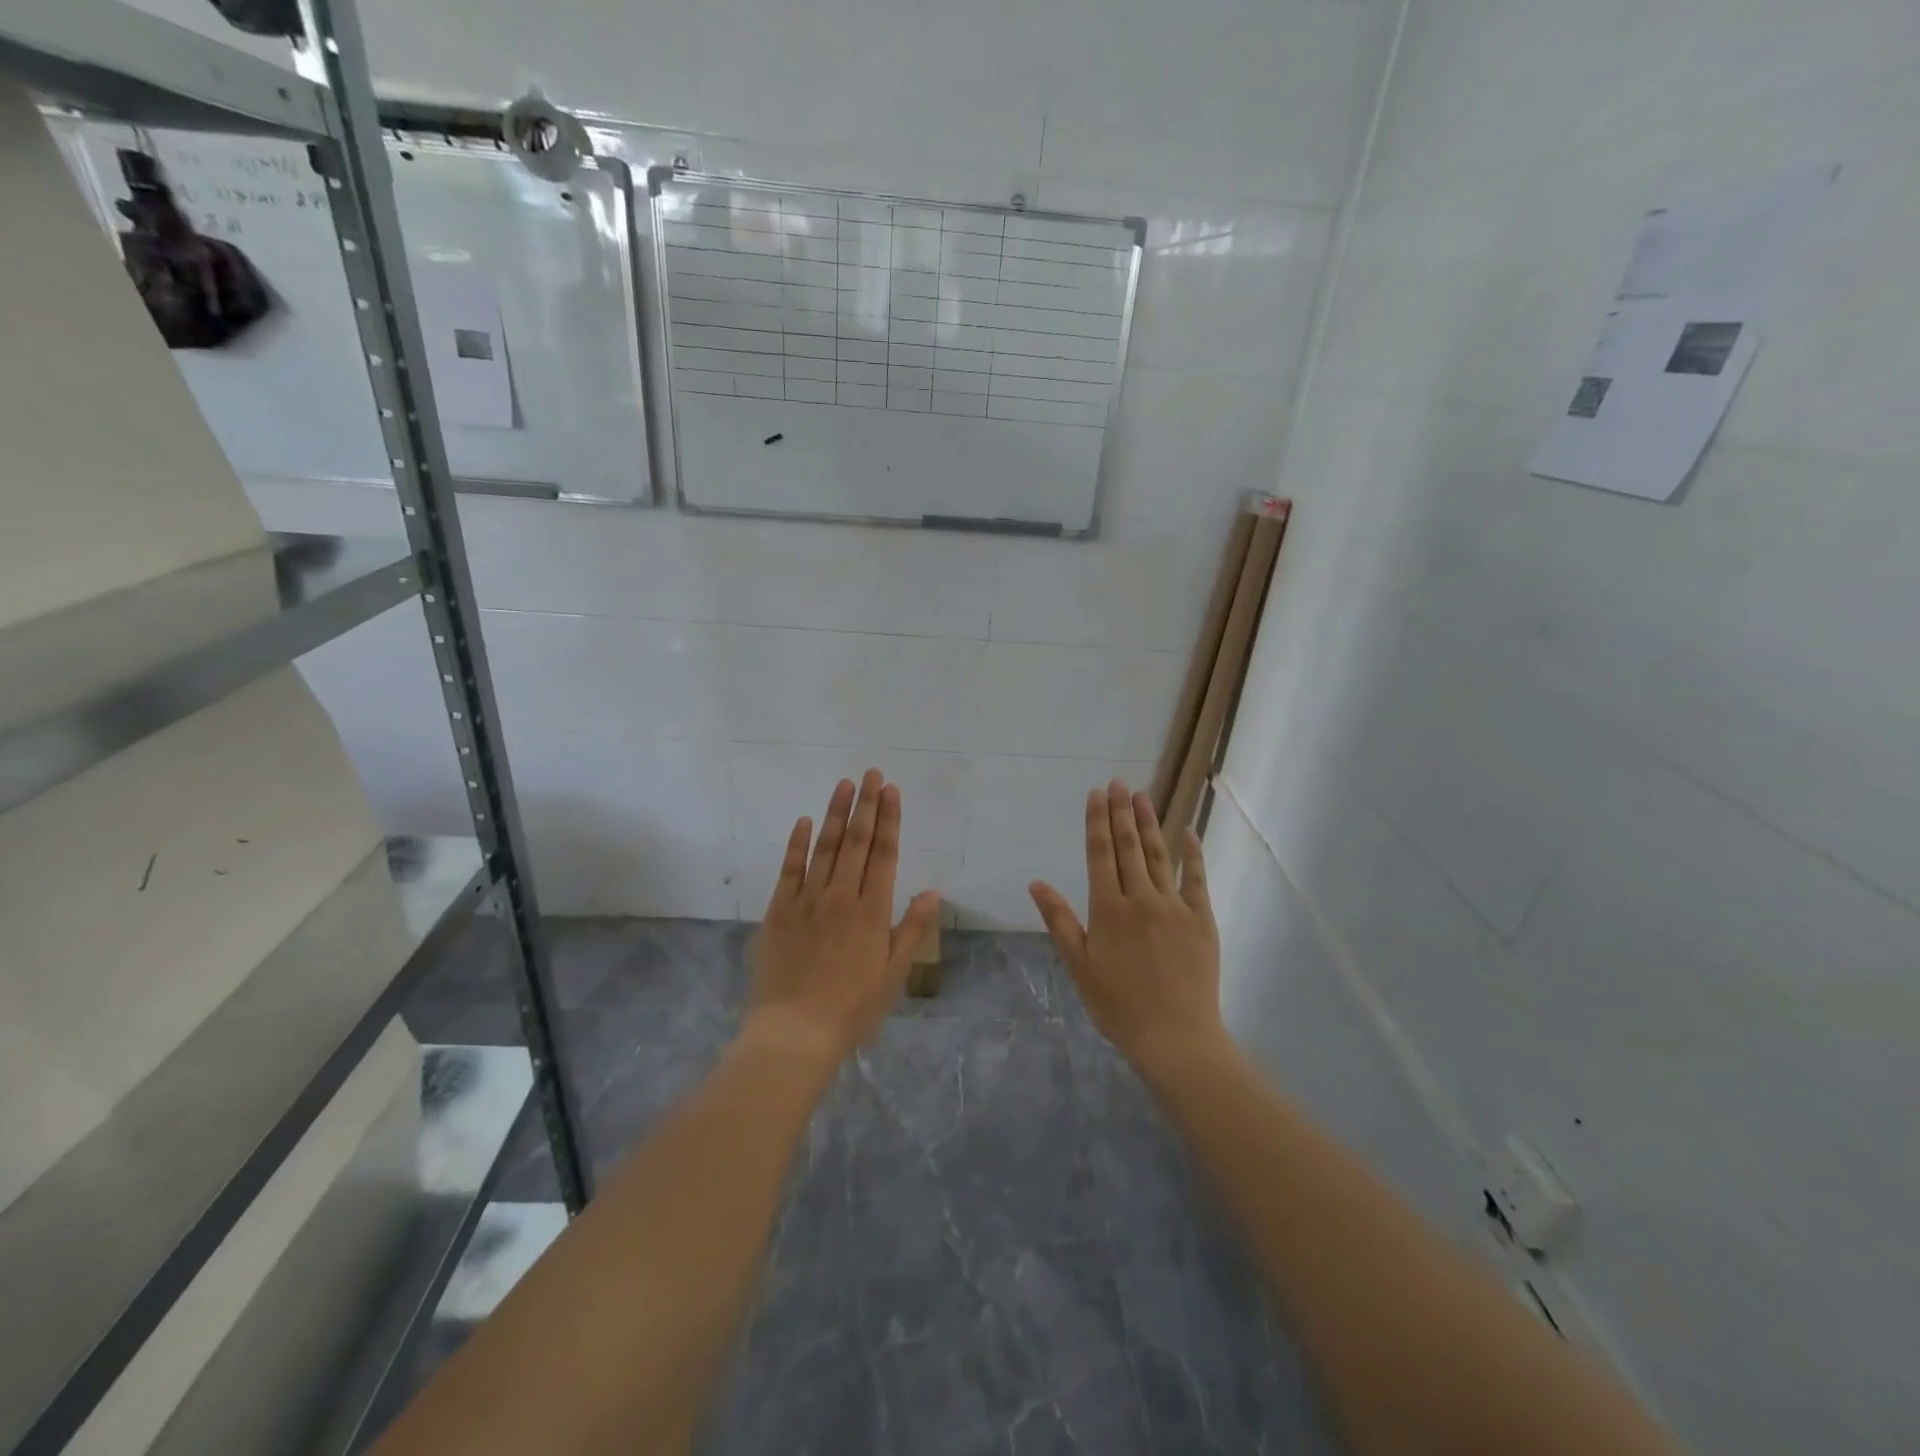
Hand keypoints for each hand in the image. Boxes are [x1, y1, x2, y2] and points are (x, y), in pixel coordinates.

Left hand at [745, 770, 941, 1072]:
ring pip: (825, 848)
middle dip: (866, 805)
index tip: (891, 790)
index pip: (885, 854)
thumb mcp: (893, 974)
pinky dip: (796, 844)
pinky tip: (803, 821)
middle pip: (857, 842)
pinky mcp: (778, 911)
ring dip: (835, 814)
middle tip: (871, 773)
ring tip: (844, 784)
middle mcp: (841, 896)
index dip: (890, 820)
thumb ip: (911, 929)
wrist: (793, 1034)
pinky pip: (789, 870)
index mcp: (872, 911)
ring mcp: (807, 901)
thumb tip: (932, 891)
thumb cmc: (851, 1009)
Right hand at [1029, 781, 1224, 1076]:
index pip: (1100, 854)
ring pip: (1159, 856)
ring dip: (1150, 823)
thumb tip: (1036, 883)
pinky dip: (1192, 854)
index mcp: (1108, 909)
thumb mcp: (1079, 966)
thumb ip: (1059, 920)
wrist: (1175, 1037)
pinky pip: (1197, 880)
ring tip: (1144, 796)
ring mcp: (1175, 907)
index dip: (1097, 822)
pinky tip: (1189, 832)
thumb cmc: (1118, 1005)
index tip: (1096, 795)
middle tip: (1118, 783)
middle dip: (1121, 812)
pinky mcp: (1202, 920)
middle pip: (1129, 847)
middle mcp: (1141, 899)